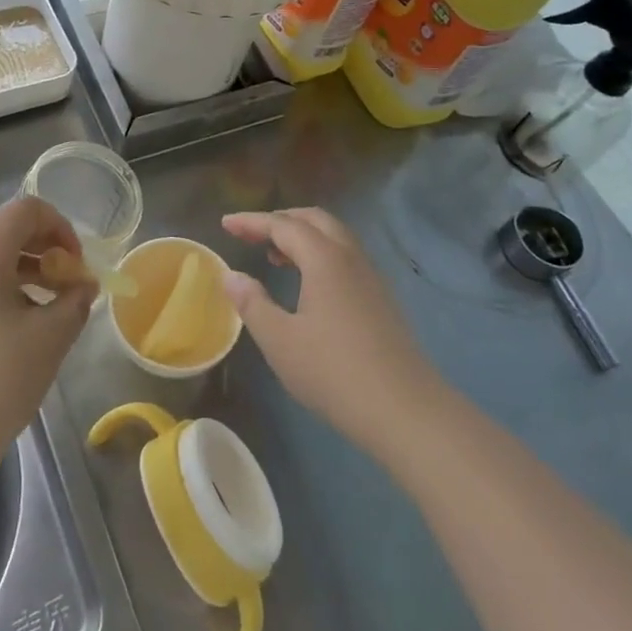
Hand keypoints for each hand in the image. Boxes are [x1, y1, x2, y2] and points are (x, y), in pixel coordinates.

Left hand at [0, 197, 95, 484]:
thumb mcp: (49, 340)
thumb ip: (74, 301)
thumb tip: (83, 285)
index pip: (26, 210)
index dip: (61, 228)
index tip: (78, 266)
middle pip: (7, 232)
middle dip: (47, 251)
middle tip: (71, 289)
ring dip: (28, 273)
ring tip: (53, 313)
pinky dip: (4, 293)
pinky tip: (22, 333)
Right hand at [220, 208, 439, 465]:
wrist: (405, 411)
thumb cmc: (334, 372)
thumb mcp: (280, 341)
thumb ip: (252, 303)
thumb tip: (231, 275)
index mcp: (324, 258)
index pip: (283, 225)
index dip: (252, 221)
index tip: (226, 222)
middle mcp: (350, 257)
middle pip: (314, 220)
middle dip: (280, 219)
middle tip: (252, 233)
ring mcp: (371, 277)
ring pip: (334, 237)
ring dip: (303, 236)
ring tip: (275, 255)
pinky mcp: (381, 299)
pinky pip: (345, 257)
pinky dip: (320, 254)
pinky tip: (308, 284)